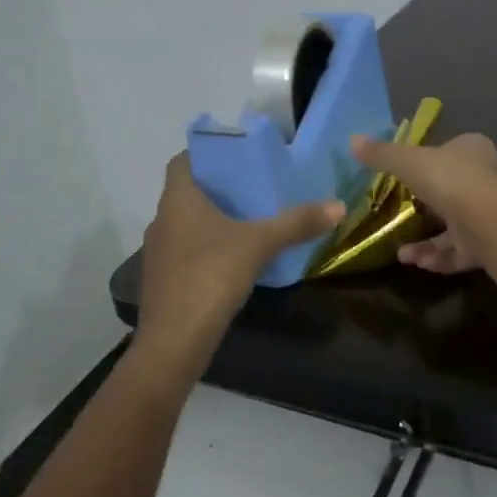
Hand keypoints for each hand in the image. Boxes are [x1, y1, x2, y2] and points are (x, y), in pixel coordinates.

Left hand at [134, 153, 342, 385]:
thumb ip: (296, 223)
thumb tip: (338, 205)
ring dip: (212, 219)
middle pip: (187, 192)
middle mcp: (162, 220)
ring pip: (186, 223)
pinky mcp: (164, 281)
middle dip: (218, 187)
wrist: (173, 343)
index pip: (183, 161)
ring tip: (249, 219)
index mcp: (177, 200)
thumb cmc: (210, 277)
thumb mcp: (259, 244)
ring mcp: (159, 253)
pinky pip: (187, 251)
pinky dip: (207, 247)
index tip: (237, 155)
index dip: (206, 153)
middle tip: (254, 185)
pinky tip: (235, 258)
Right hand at [348, 132, 496, 274]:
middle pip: (456, 190)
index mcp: (475, 150)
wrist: (493, 222)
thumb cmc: (451, 181)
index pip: (453, 151)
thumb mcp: (408, 162)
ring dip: (429, 242)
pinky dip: (441, 257)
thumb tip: (353, 139)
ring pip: (458, 226)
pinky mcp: (496, 244)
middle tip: (402, 218)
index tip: (407, 178)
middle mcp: (491, 178)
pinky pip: (463, 251)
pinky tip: (419, 264)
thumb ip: (382, 154)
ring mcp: (496, 214)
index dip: (431, 163)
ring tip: (403, 254)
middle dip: (427, 209)